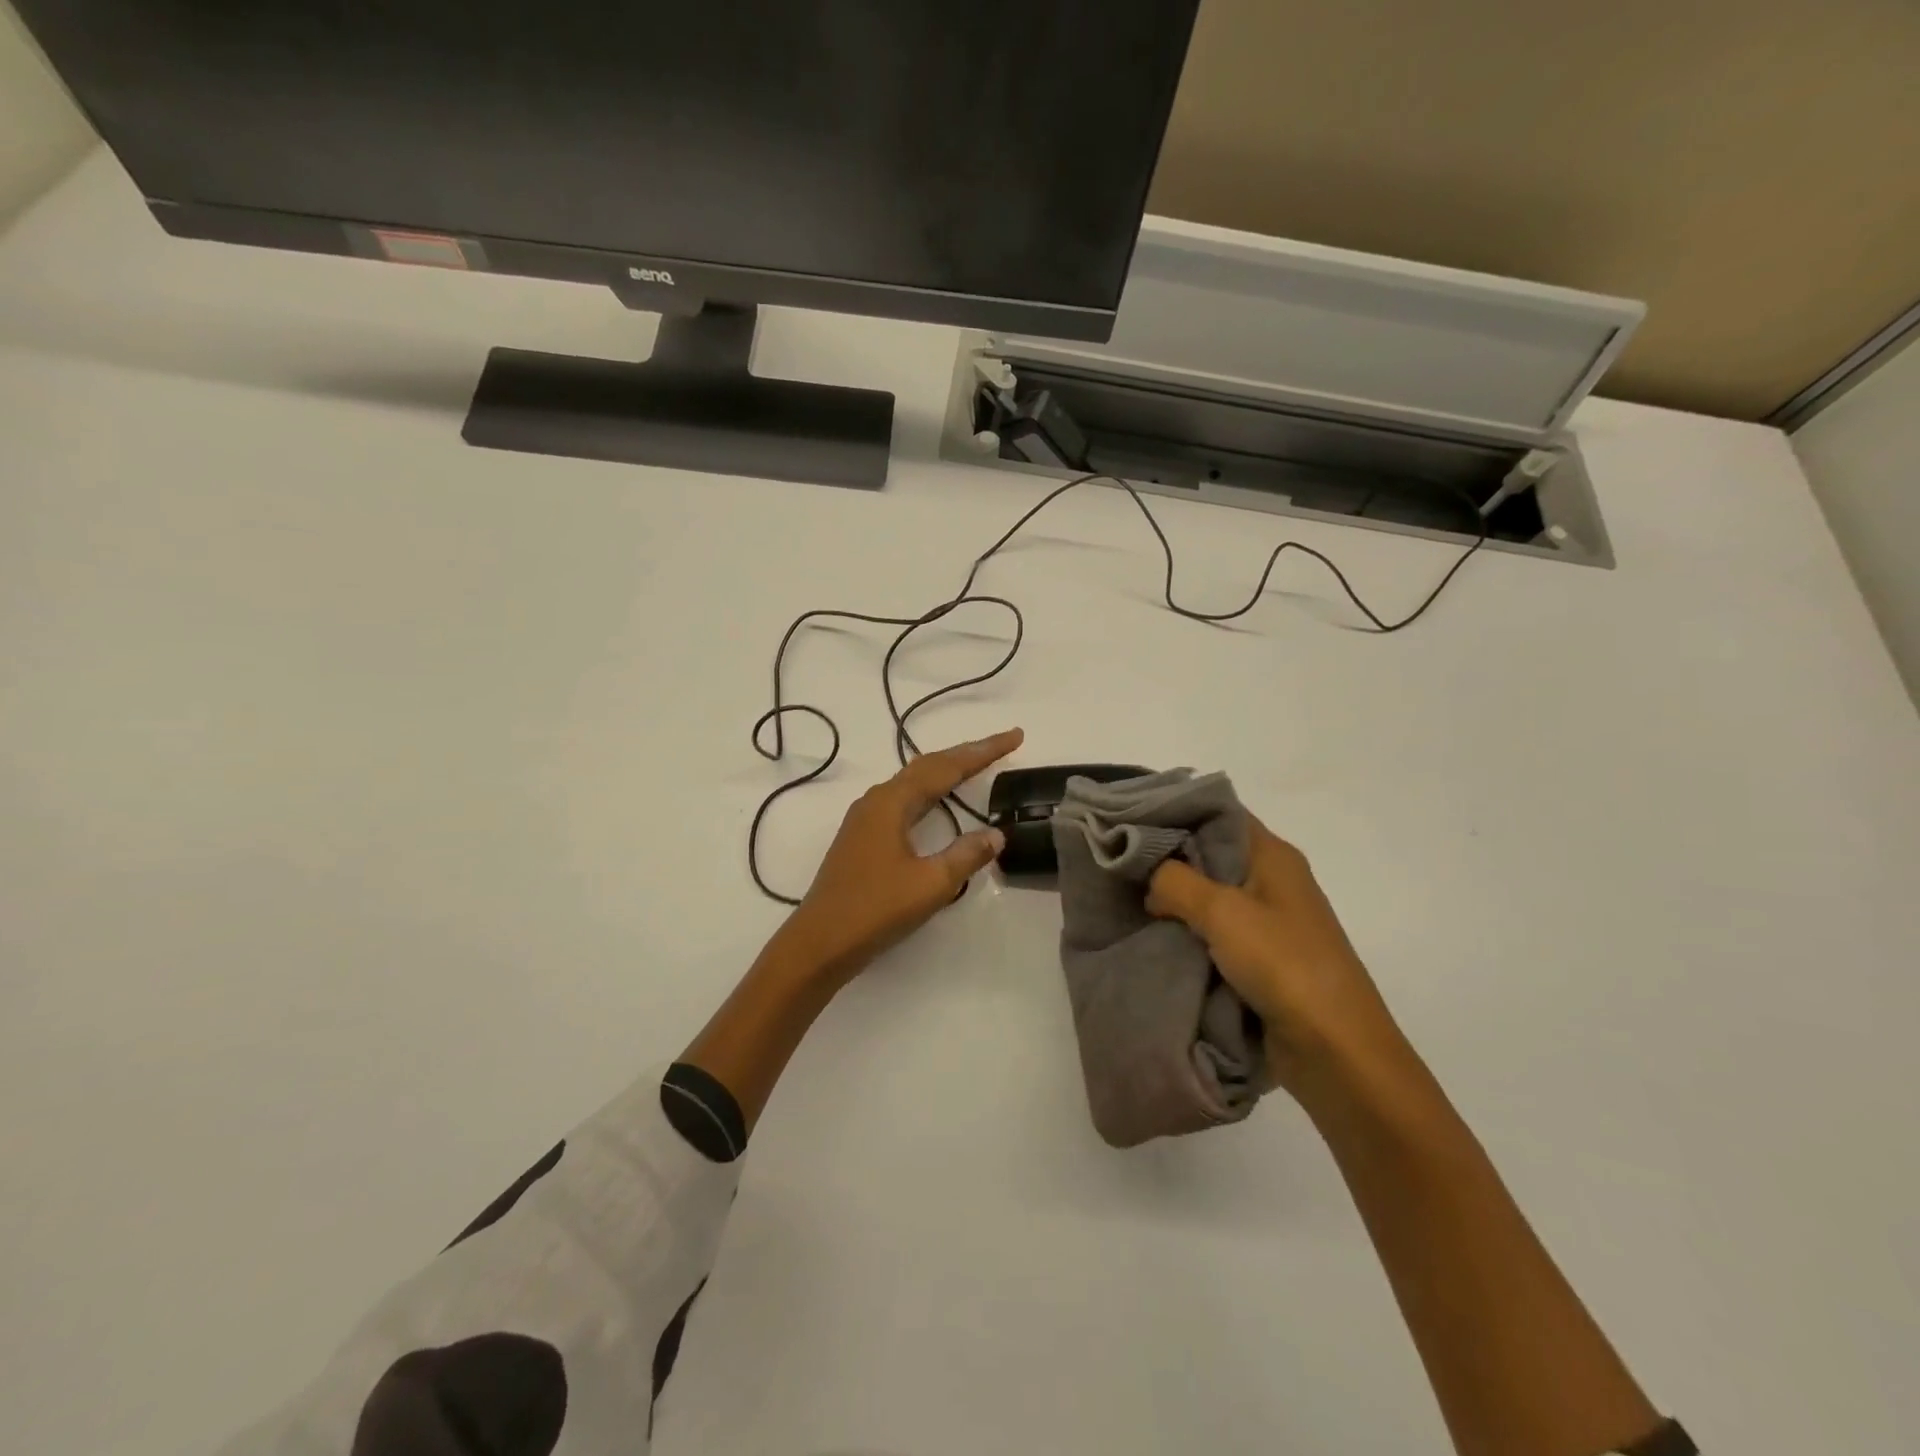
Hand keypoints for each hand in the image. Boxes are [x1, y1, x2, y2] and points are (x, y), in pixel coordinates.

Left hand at [775, 729, 1023, 984]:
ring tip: (975, 765)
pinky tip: (936, 803)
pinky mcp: (862, 838)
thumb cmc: (876, 909)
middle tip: (1002, 746)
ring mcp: (865, 819)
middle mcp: (876, 801)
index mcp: (891, 802)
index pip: (946, 766)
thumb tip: (996, 834)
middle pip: (927, 767)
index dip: (983, 751)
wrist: (820, 942)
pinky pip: (904, 801)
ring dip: (946, 771)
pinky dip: (929, 793)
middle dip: (966, 755)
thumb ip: (966, 855)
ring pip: (913, 783)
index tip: (1015, 736)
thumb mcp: (931, 884)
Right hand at [1147, 815, 1411, 1101]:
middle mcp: (1271, 881)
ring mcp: (1267, 922)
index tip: (1129, 817)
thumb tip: (1151, 880)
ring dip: (1174, 900)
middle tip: (1117, 861)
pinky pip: (1213, 933)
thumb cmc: (1284, 965)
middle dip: (1166, 858)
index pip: (1218, 813)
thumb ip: (1175, 882)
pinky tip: (1153, 935)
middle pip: (1210, 854)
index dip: (1176, 810)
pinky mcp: (1260, 960)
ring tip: (1126, 897)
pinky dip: (1186, 932)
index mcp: (1273, 856)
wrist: (1337, 1052)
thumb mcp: (1222, 912)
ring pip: (1208, 896)